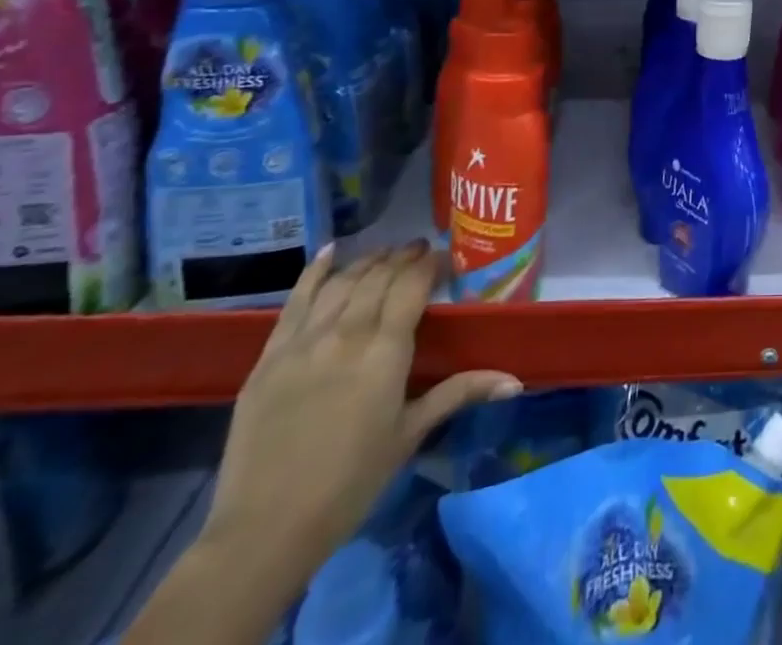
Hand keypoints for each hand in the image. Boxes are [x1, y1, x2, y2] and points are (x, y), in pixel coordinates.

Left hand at [199, 242, 522, 598]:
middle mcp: (346, 334)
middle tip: (420, 251)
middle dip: (403, 257)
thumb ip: (460, 393)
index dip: (430, 264)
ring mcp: (304, 342)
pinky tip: (331, 251)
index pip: (412, 285)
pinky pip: (295, 300)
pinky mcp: (270, 357)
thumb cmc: (351, 482)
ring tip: (386, 254)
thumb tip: (516, 380)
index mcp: (385, 350)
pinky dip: (316, 271)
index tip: (444, 258)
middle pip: (378, 276)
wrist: (264, 530)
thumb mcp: (410, 434)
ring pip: (342, 282)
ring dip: (368, 261)